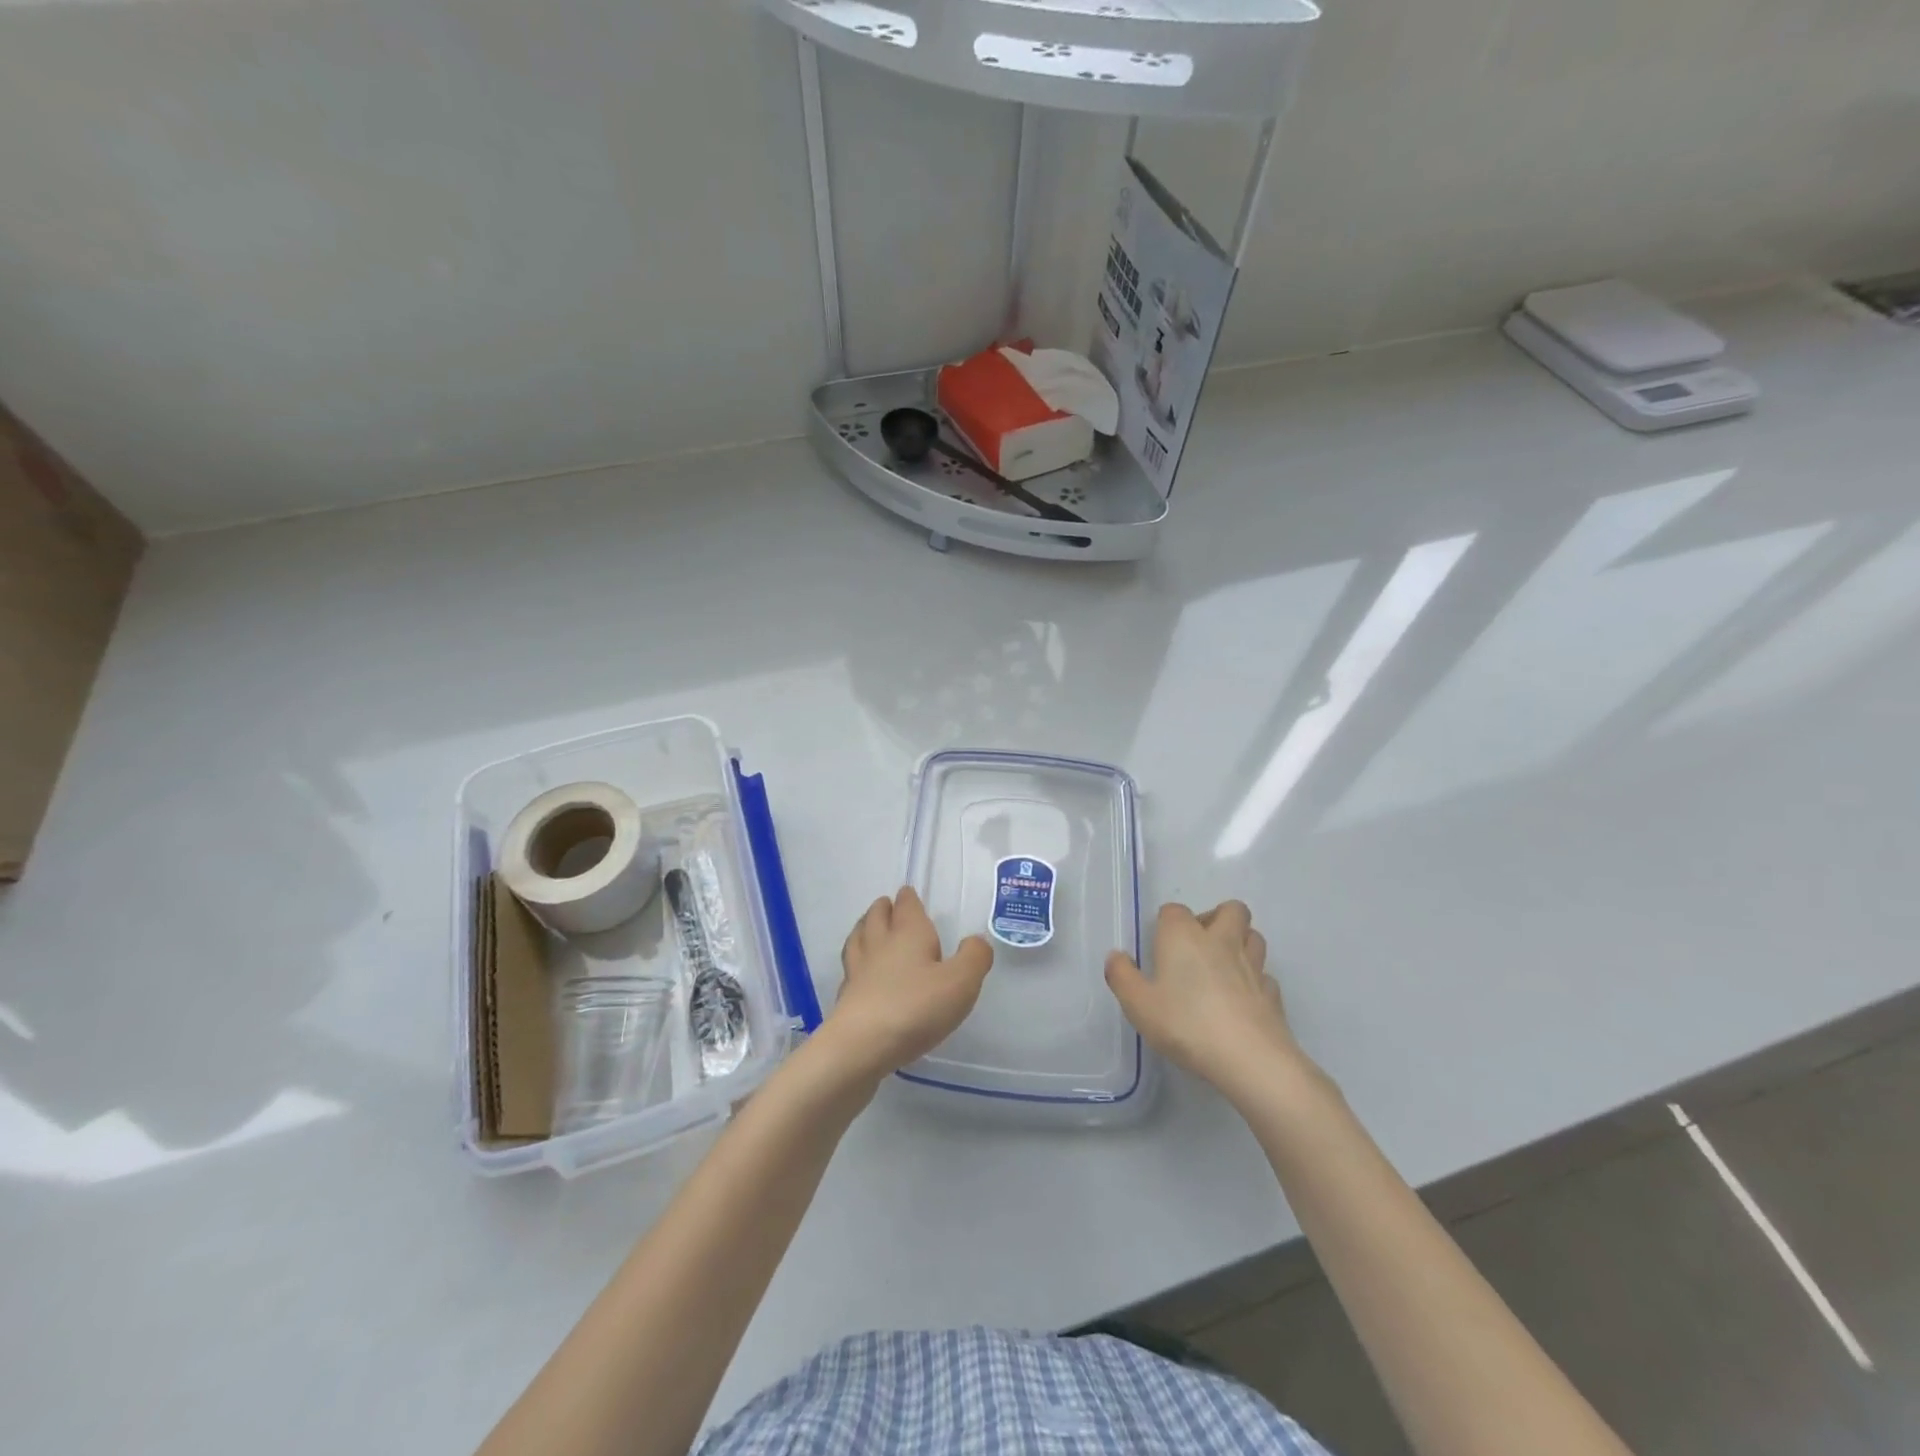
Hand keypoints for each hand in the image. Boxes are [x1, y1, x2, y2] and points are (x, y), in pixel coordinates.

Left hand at [820, 887, 994, 1083]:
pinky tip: (861, 973)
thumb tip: (975, 941)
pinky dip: (856, 963)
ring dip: (864, 928)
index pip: (906, 904)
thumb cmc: (916, 1006)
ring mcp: (858, 969)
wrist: (862, 1045)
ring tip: (868, 928)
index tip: (909, 894)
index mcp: (908, 932)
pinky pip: (851, 969)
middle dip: (883, 908)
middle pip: (877, 916)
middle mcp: (880, 944)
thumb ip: (974, 957)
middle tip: (888, 906)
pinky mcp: (846, 997)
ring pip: (858, 938)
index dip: (908, 898)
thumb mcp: (961, 982)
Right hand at [1105, 901, 1308, 1101]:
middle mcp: (1221, 941)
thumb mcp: (1138, 1004)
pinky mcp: (1272, 994)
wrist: (1249, 1058)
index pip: (1174, 911)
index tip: (1159, 948)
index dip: (1166, 923)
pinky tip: (1243, 1000)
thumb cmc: (1186, 1024)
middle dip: (1216, 918)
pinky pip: (1265, 976)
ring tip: (1223, 967)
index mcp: (1184, 936)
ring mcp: (1253, 966)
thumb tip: (1116, 956)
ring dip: (1240, 942)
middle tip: (1199, 945)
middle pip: (1230, 909)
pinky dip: (1255, 981)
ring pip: (1254, 937)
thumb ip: (1122, 976)